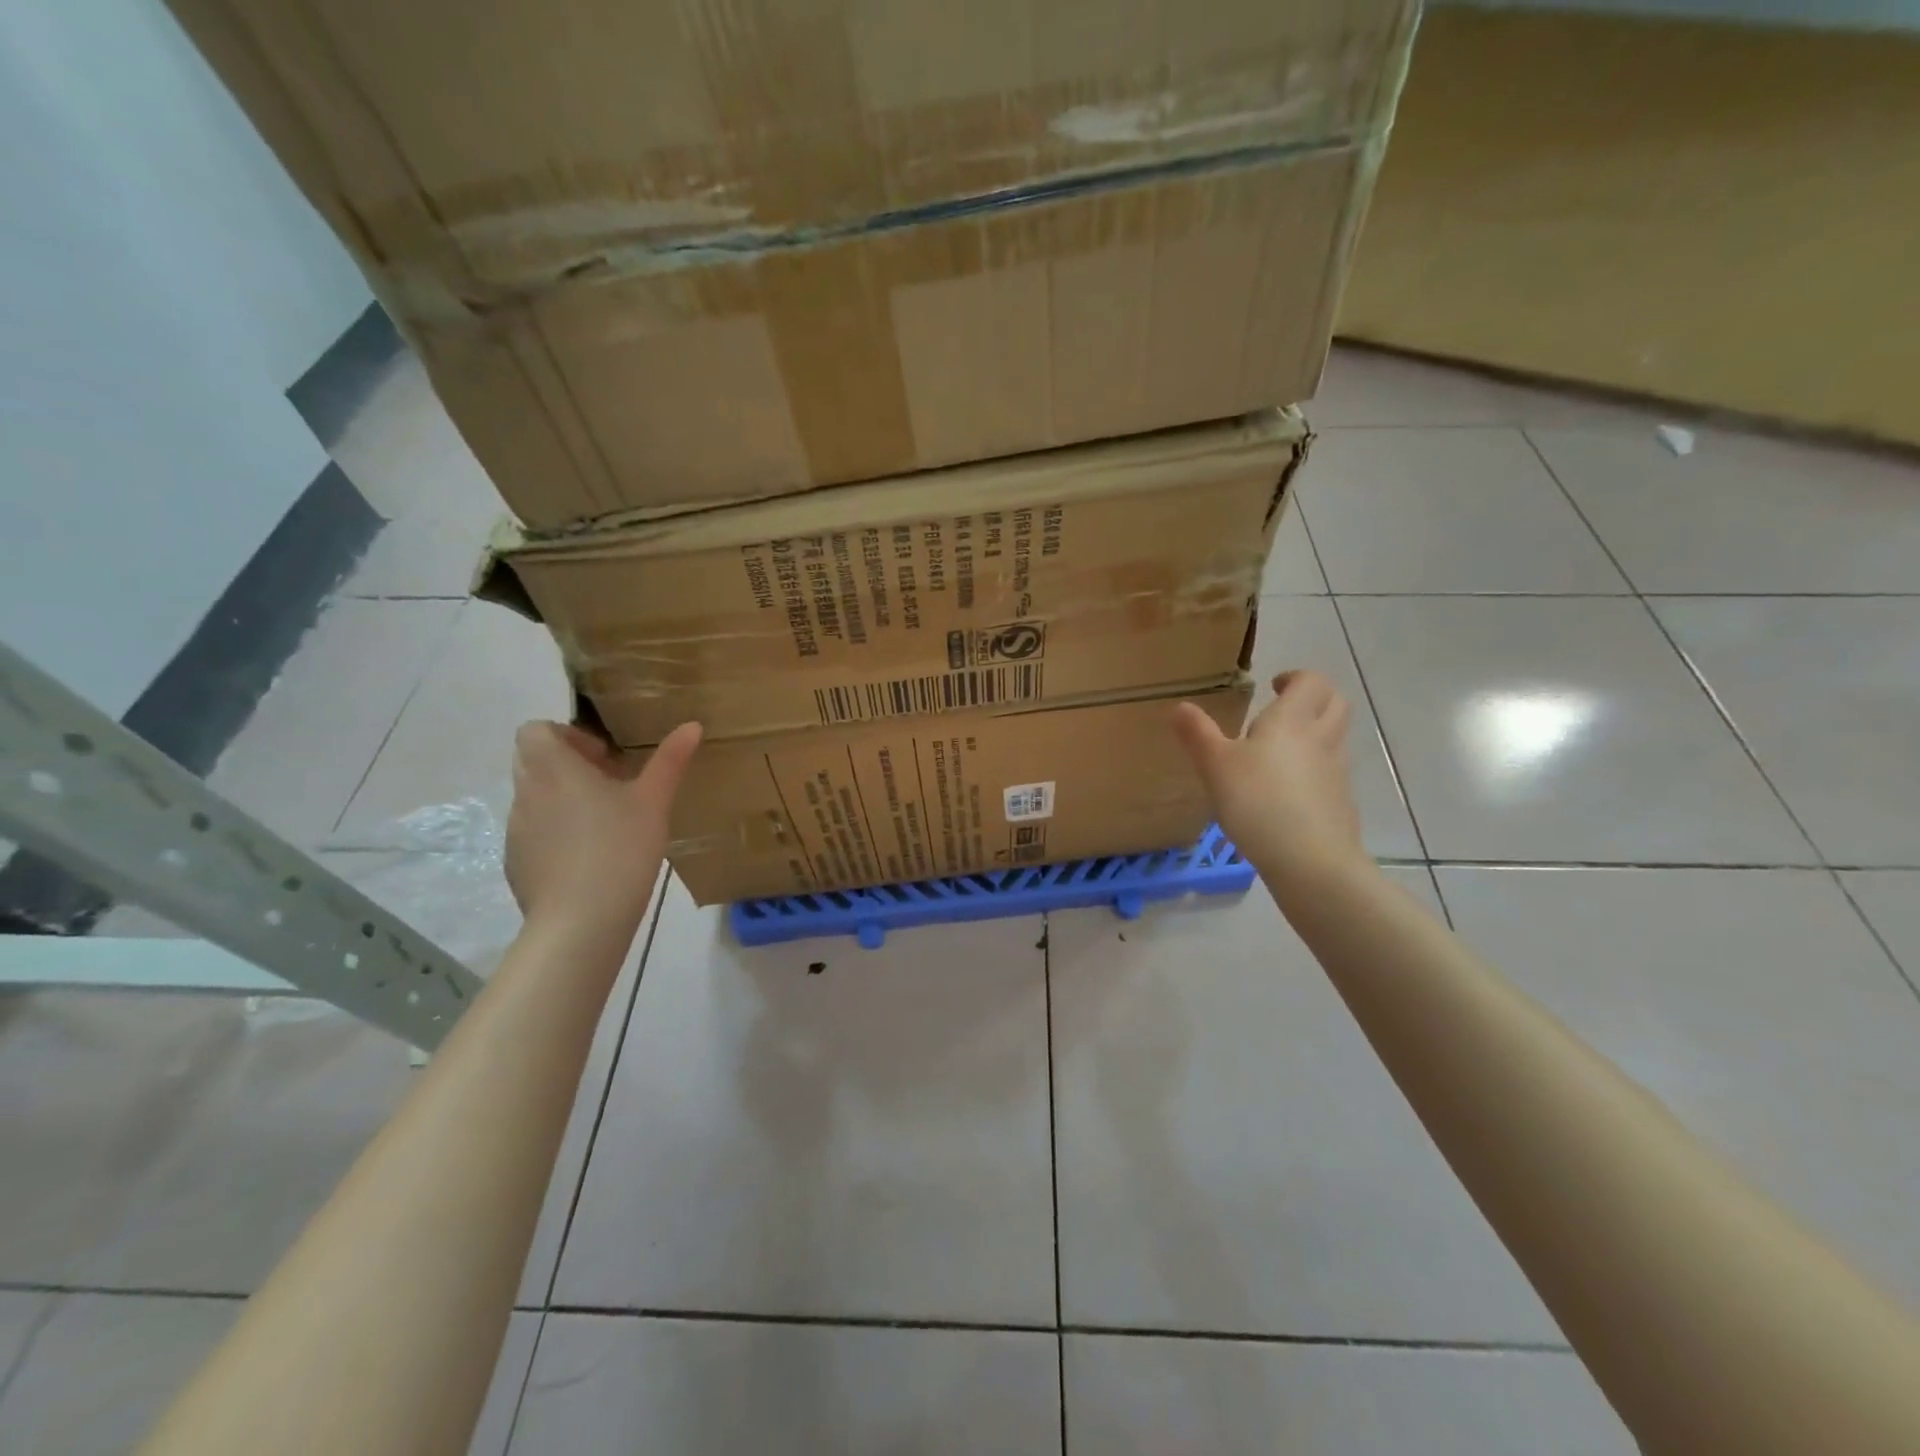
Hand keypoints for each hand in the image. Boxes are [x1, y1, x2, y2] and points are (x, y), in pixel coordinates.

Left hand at [504, 720, 701, 931]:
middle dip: (568, 765)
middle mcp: (526, 792)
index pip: (536, 730)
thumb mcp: (655, 801)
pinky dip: (556, 833)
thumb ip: (671, 760)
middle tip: (609, 786)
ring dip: (563, 799)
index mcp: (554, 768)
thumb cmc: (621, 848)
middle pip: (532, 760)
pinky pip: (533, 833)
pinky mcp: (516, 863)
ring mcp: (516, 830)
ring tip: (604, 823)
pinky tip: (590, 858)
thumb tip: (692, 725)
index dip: (568, 736)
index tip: (604, 759)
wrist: (581, 921)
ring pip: (534, 798)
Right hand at [1172, 671, 1365, 881]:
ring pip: (1335, 739)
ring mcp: (1336, 772)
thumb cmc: (1257, 802)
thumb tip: (1180, 706)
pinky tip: (1290, 792)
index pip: (1311, 681)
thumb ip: (1198, 734)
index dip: (1296, 677)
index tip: (1273, 686)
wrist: (1309, 859)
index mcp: (1292, 720)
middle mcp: (1321, 739)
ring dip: (1317, 734)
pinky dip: (1316, 771)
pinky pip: (1332, 773)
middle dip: (1315, 699)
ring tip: (1282, 751)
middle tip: (1286, 709)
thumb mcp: (1215, 766)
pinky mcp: (1341, 803)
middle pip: (1336, 703)